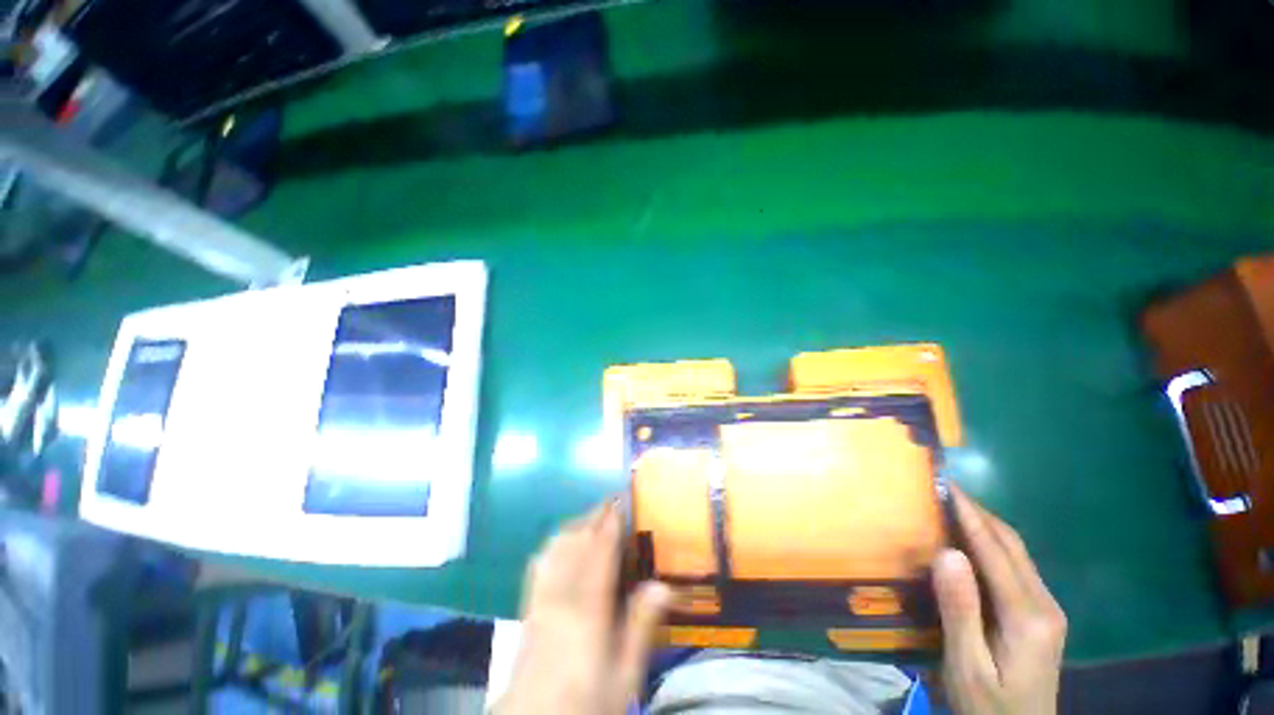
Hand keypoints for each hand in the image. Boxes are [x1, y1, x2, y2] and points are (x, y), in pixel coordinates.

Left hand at [495, 502, 672, 714]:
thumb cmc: (586, 701)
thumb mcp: (624, 675)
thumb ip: (641, 627)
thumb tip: (663, 585)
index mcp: (588, 606)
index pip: (601, 549)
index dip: (611, 520)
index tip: (622, 499)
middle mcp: (562, 592)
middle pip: (578, 540)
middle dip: (595, 516)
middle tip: (614, 503)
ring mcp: (541, 596)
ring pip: (558, 545)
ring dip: (577, 524)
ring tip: (594, 518)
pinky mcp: (529, 605)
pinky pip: (541, 561)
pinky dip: (556, 542)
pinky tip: (563, 543)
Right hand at [933, 488, 1066, 714]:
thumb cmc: (987, 706)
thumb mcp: (967, 665)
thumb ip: (960, 610)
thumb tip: (947, 552)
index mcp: (1028, 617)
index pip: (996, 552)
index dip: (969, 516)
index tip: (945, 486)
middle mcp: (1045, 605)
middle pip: (1012, 546)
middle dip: (979, 513)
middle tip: (943, 490)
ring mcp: (1046, 610)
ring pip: (1015, 554)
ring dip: (985, 526)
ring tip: (951, 508)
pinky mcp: (1040, 617)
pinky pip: (1014, 569)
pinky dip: (990, 547)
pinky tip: (968, 545)